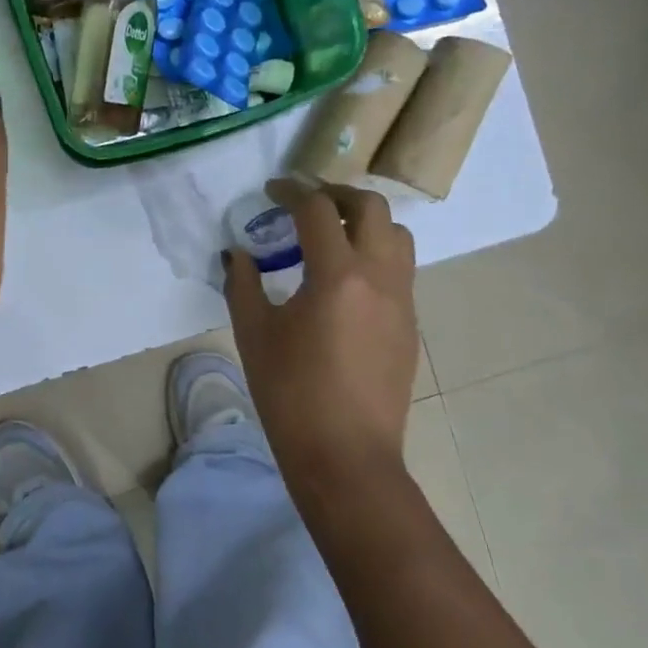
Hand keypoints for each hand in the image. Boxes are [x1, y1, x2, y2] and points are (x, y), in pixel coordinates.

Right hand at [223, 180, 419, 475]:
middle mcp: (380, 276)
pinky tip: (345, 281)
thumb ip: (242, 283)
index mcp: (337, 274)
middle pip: (371, 207)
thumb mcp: (253, 334)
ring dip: (365, 221)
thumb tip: (238, 254)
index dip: (291, 192)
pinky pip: (400, 269)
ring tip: (331, 235)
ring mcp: (402, 301)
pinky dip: (375, 254)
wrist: (346, 456)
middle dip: (336, 194)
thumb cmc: (290, 393)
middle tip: (305, 203)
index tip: (271, 191)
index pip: (317, 209)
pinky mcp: (409, 325)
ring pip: (397, 235)